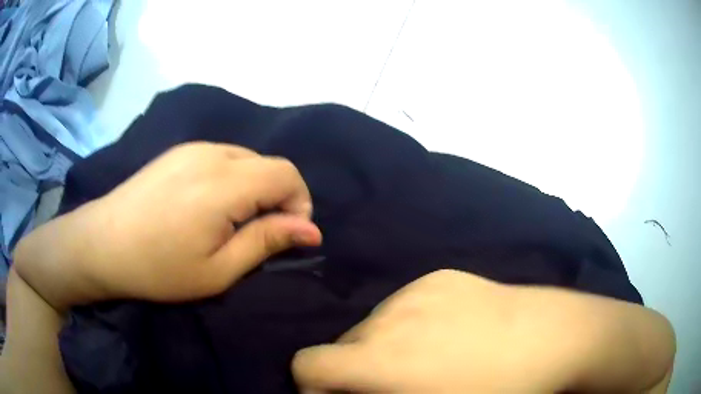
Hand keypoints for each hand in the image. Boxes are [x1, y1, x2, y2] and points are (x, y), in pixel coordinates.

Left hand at [15, 142, 321, 308]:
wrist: (102, 243)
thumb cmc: (158, 268)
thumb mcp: (217, 270)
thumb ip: (266, 242)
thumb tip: (311, 230)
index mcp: (224, 183)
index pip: (286, 174)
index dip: (298, 203)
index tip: (286, 235)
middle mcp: (212, 153)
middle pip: (268, 164)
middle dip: (277, 198)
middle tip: (256, 234)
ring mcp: (192, 148)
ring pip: (246, 159)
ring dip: (253, 188)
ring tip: (230, 222)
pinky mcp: (179, 151)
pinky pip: (222, 157)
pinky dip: (232, 179)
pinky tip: (207, 205)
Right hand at [292, 270, 570, 392]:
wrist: (551, 338)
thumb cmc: (497, 391)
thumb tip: (360, 393)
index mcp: (381, 357)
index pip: (308, 364)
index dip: (313, 386)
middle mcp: (387, 317)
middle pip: (342, 345)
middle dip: (354, 371)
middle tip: (391, 386)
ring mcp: (415, 290)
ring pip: (372, 324)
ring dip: (381, 347)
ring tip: (424, 360)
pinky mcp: (440, 276)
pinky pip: (403, 305)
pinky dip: (408, 324)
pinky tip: (446, 334)